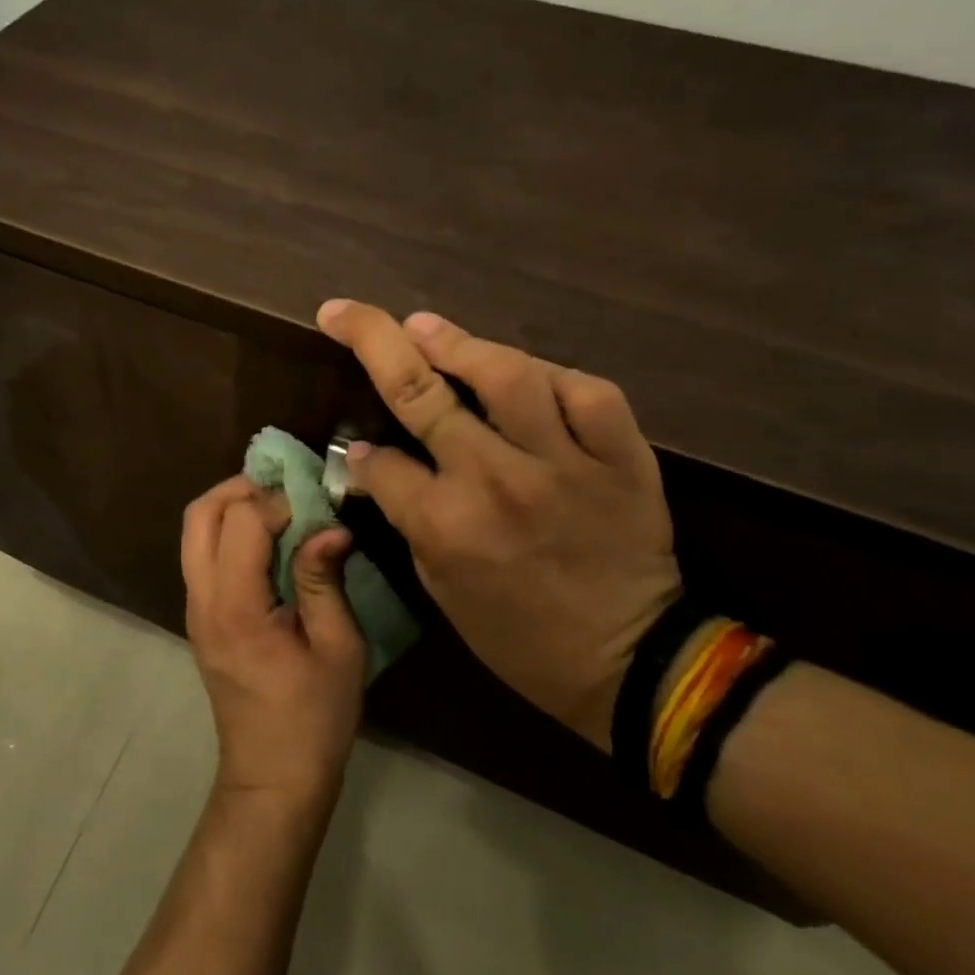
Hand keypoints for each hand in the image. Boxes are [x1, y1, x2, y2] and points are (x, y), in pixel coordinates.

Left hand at [180, 476, 367, 808]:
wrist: (271, 777)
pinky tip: (267, 540)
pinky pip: (201, 553)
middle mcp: (202, 600)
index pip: (242, 521)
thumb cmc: (314, 719)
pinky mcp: (200, 617)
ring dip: (230, 506)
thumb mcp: (338, 649)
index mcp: (236, 607)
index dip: (278, 500)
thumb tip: (329, 525)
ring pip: (193, 531)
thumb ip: (324, 580)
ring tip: (278, 506)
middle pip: (199, 514)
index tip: (315, 506)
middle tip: (286, 487)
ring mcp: (194, 608)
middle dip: (240, 488)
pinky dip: (227, 530)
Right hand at [316, 301, 681, 749]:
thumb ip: (407, 517)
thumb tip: (374, 461)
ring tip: (423, 325)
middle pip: (420, 394)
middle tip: (344, 311)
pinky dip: (553, 377)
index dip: (361, 453)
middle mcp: (496, 481)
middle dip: (371, 340)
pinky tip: (526, 372)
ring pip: (506, 375)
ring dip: (456, 341)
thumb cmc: (519, 636)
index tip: (361, 450)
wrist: (631, 663)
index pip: (382, 462)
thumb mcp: (441, 587)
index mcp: (445, 525)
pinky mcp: (621, 458)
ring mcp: (563, 463)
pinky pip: (587, 393)